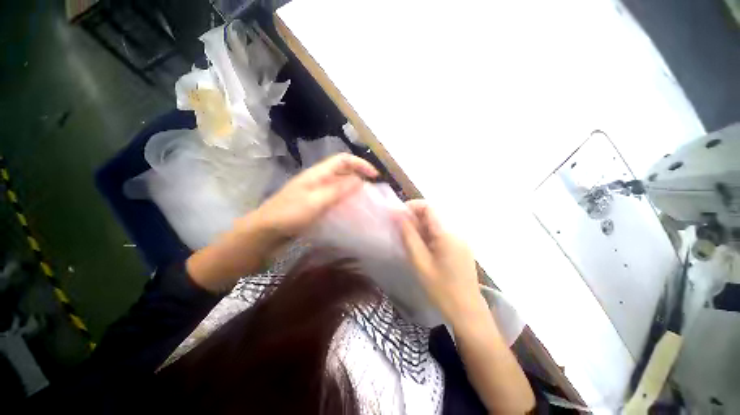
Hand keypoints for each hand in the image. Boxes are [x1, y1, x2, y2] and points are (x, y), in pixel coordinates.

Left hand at [188, 153, 377, 291]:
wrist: (262, 237)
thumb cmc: (287, 216)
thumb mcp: (315, 201)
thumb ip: (338, 190)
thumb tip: (359, 181)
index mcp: (316, 174)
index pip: (343, 160)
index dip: (360, 164)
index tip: (375, 177)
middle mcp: (317, 181)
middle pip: (342, 172)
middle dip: (359, 177)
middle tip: (372, 193)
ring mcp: (314, 195)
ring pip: (339, 187)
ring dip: (353, 191)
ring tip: (365, 203)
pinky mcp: (313, 208)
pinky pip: (333, 201)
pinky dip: (344, 203)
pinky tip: (350, 213)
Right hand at [397, 200, 485, 324]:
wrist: (466, 310)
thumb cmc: (440, 288)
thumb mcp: (419, 261)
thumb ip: (408, 236)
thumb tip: (397, 215)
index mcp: (447, 233)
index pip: (429, 207)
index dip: (411, 206)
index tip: (397, 216)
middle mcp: (456, 231)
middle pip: (433, 213)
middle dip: (414, 217)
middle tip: (399, 229)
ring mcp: (460, 238)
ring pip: (436, 222)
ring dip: (420, 225)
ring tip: (407, 238)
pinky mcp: (460, 246)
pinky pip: (441, 232)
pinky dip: (428, 233)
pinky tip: (420, 246)